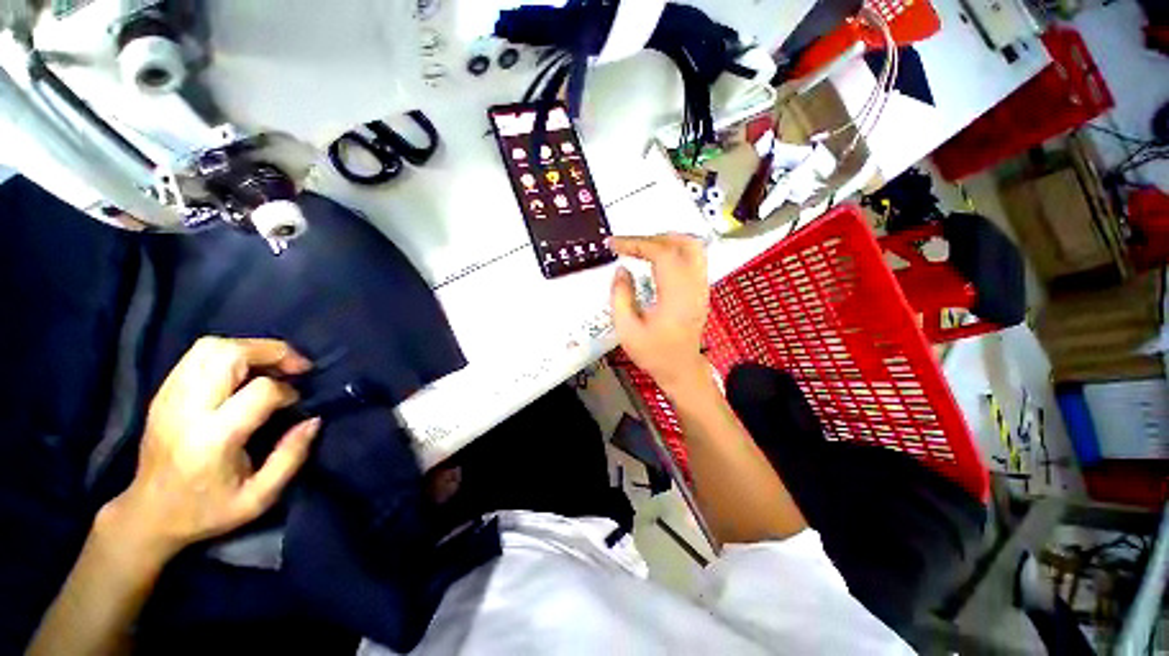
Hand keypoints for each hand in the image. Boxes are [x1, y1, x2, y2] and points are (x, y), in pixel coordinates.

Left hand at [108, 337, 320, 560]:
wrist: (148, 514)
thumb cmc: (207, 510)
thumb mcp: (259, 497)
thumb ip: (291, 457)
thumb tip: (313, 420)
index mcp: (212, 438)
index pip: (259, 391)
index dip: (287, 391)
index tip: (296, 403)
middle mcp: (187, 409)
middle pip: (229, 354)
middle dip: (273, 352)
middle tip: (296, 366)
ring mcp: (170, 397)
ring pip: (210, 347)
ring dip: (250, 348)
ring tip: (272, 365)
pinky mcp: (163, 393)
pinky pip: (197, 355)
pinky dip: (229, 353)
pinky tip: (244, 371)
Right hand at [610, 234, 709, 393]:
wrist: (681, 370)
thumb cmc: (653, 353)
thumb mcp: (627, 329)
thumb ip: (621, 296)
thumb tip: (621, 269)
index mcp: (676, 297)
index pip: (662, 255)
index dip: (637, 243)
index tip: (614, 244)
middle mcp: (694, 286)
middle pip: (683, 244)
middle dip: (652, 238)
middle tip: (629, 245)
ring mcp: (702, 287)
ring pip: (693, 247)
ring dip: (666, 241)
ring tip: (642, 247)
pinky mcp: (702, 290)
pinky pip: (694, 258)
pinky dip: (675, 250)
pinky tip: (657, 259)